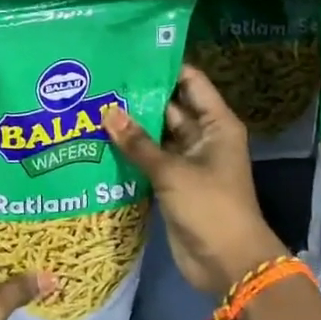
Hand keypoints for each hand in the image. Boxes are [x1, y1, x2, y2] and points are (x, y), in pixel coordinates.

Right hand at [103, 64, 286, 295]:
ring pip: (156, 135)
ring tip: (91, 105)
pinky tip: (98, 141)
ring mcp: (187, 161)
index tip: (129, 55)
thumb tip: (107, 111)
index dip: (163, 67)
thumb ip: (138, 143)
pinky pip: (149, 160)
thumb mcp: (172, 171)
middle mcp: (202, 137)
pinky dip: (130, 153)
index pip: (190, 82)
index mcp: (215, 124)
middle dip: (137, 97)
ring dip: (130, 126)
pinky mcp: (173, 184)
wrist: (229, 264)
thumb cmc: (210, 207)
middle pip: (169, 107)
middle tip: (99, 80)